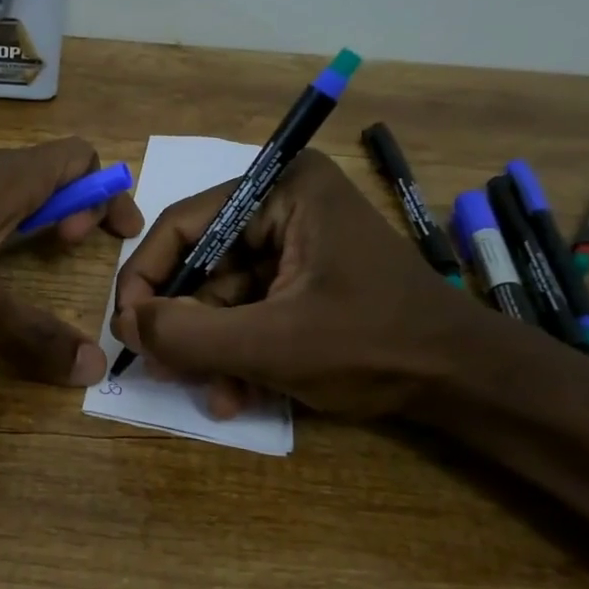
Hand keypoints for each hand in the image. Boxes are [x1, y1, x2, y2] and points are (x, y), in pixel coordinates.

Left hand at [0, 140, 143, 384]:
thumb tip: (92, 368)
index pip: (78, 157)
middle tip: (66, 253)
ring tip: (23, 263)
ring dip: (30, 219)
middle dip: (72, 209)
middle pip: (45, 170)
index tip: (114, 237)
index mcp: (5, 179)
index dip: (107, 192)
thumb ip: (34, 337)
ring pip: (4, 187)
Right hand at [110, 151, 477, 417]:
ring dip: (212, 351)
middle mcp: (284, 206)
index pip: (183, 225)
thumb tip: (123, 325)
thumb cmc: (374, 346)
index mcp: (281, 190)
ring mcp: (295, 245)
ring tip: (214, 397)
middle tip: (163, 371)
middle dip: (185, 326)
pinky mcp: (303, 280)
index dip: (145, 280)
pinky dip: (238, 353)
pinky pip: (249, 312)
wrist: (465, 382)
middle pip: (201, 265)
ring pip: (222, 297)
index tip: (126, 331)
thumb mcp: (271, 344)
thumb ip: (187, 335)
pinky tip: (238, 396)